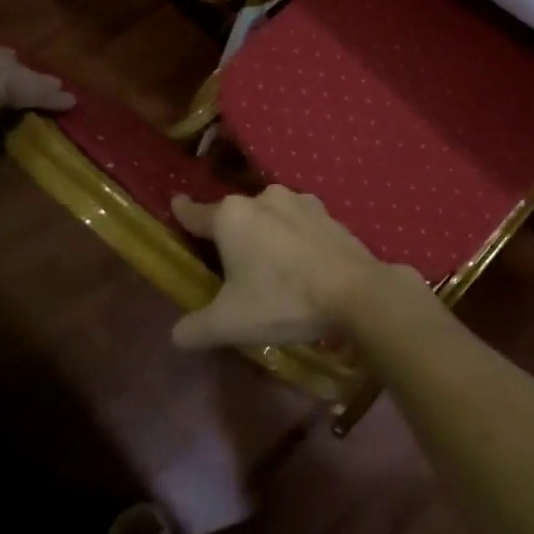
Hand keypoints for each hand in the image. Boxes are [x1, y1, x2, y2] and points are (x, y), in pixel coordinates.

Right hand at [169, 186, 400, 348]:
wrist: (357, 292)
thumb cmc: (283, 299)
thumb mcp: (230, 323)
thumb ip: (196, 328)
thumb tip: (178, 334)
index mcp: (233, 216)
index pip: (197, 213)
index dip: (183, 212)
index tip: (176, 203)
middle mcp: (265, 198)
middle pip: (236, 216)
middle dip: (231, 235)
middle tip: (229, 263)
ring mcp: (302, 202)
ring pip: (271, 217)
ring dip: (266, 235)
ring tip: (269, 266)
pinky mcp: (330, 215)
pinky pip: (300, 226)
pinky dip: (295, 240)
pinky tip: (301, 264)